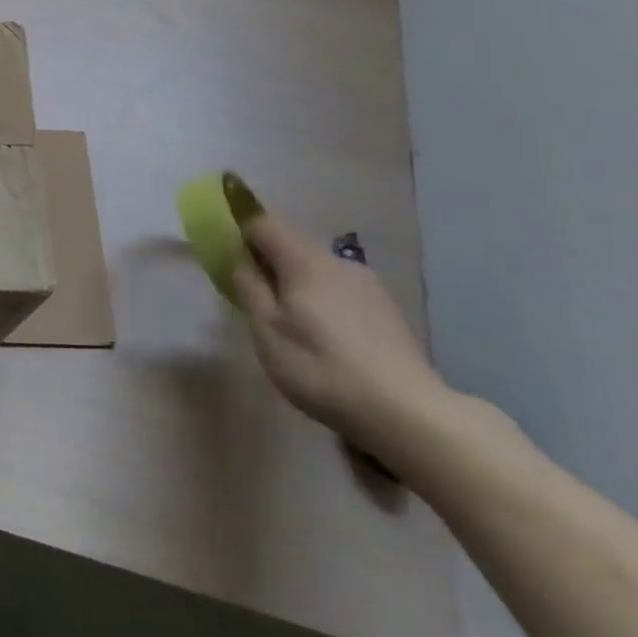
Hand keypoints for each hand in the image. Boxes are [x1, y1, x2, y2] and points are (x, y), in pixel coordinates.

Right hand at [232, 216, 452, 458]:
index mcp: (303, 260)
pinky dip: (324, 301)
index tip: (229, 256)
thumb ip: (248, 286)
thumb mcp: (267, 330)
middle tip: (257, 300)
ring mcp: (367, 284)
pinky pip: (341, 290)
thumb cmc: (321, 367)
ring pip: (317, 269)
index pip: (262, 223)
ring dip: (298, 284)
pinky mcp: (387, 309)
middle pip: (291, 245)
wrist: (408, 413)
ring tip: (294, 326)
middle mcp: (336, 261)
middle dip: (269, 262)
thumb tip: (241, 258)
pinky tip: (329, 340)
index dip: (240, 231)